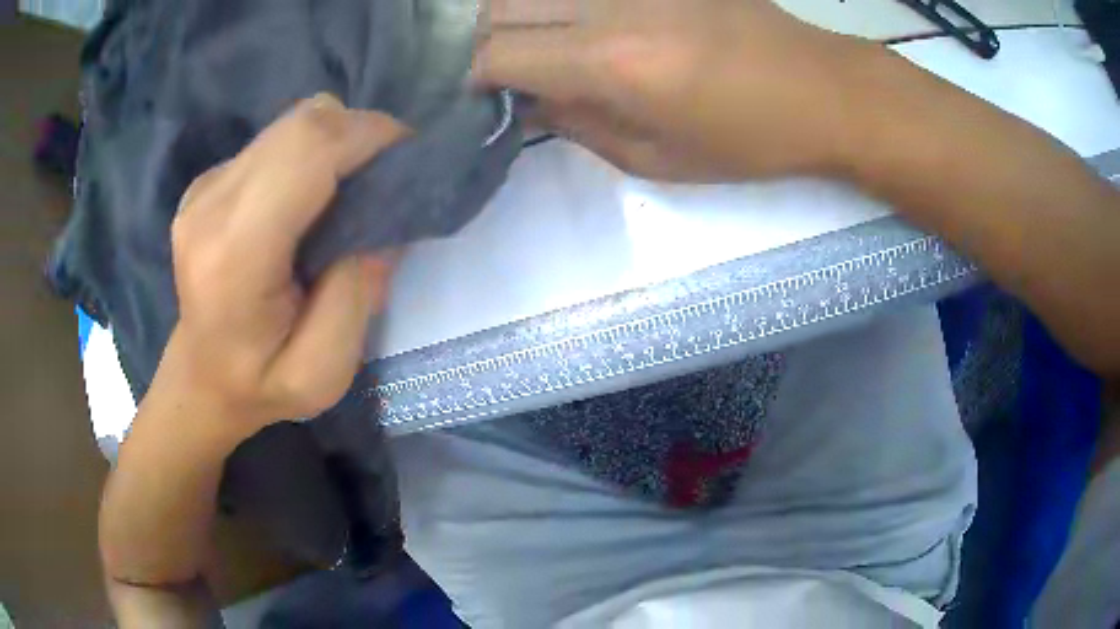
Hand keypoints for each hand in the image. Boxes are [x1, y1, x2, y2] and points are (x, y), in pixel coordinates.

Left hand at [166, 94, 406, 437]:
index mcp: (235, 253)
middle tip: (387, 176)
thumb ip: (357, 296)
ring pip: (292, 123)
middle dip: (361, 133)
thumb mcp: (323, 373)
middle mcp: (211, 204)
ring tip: (350, 190)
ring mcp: (204, 187)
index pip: (309, 148)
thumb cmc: (260, 385)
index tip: (410, 160)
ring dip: (336, 142)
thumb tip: (382, 224)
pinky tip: (307, 199)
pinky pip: (275, 141)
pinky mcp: (208, 181)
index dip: (369, 136)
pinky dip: (308, 154)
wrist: (201, 379)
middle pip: (303, 123)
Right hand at [474, 0, 875, 181]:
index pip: (498, 53)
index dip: (475, 75)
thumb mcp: (657, 159)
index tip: (479, 94)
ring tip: (531, 44)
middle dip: (483, 40)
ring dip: (515, 13)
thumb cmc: (746, 140)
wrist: (819, 91)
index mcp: (610, 63)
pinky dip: (558, 2)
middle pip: (502, 6)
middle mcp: (609, 5)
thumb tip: (525, 104)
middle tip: (499, 70)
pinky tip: (573, 23)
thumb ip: (577, 126)